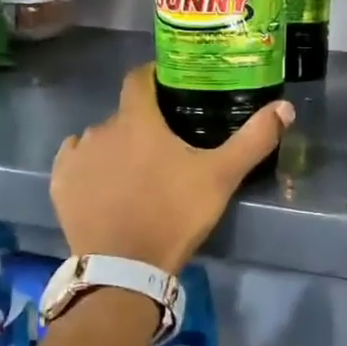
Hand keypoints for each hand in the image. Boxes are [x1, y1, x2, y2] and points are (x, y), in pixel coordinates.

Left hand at [51, 64, 293, 273]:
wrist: (124, 268)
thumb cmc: (174, 214)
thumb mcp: (222, 177)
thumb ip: (254, 139)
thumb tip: (285, 107)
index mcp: (137, 120)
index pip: (139, 78)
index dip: (155, 77)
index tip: (171, 86)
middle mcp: (101, 129)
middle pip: (125, 115)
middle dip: (143, 124)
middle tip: (166, 146)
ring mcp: (77, 156)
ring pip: (100, 139)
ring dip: (117, 147)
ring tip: (137, 172)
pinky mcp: (61, 184)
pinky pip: (76, 161)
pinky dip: (91, 166)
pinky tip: (106, 186)